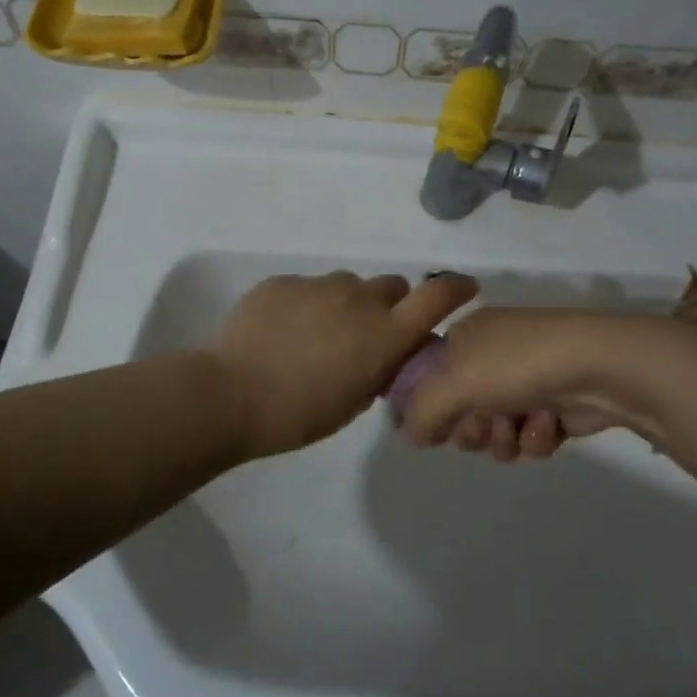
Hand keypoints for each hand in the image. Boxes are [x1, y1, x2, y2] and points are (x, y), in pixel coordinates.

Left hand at [210, 271, 478, 459]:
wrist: (230, 393)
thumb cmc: (298, 414)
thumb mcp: (352, 402)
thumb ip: (376, 371)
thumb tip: (380, 357)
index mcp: (383, 334)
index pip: (437, 296)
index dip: (456, 288)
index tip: (465, 288)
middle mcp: (358, 299)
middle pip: (391, 286)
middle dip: (389, 305)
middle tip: (366, 333)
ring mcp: (318, 285)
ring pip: (346, 286)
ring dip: (344, 305)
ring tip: (315, 335)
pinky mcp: (283, 282)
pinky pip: (306, 288)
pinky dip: (305, 306)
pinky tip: (281, 332)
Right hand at [398, 308, 661, 460]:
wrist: (601, 366)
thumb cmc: (519, 364)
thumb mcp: (454, 383)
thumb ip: (421, 412)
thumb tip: (411, 435)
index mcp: (465, 335)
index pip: (428, 376)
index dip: (430, 405)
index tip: (438, 423)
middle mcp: (492, 354)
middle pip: (460, 409)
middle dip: (472, 427)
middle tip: (485, 425)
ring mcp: (525, 379)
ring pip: (494, 429)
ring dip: (504, 437)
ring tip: (520, 426)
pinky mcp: (555, 405)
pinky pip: (528, 435)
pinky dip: (535, 437)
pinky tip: (548, 426)